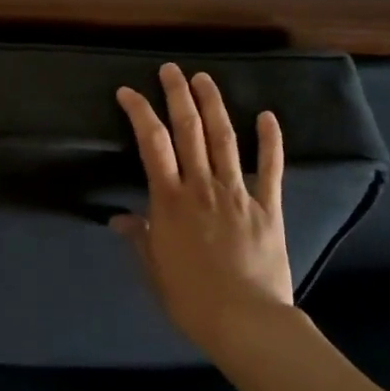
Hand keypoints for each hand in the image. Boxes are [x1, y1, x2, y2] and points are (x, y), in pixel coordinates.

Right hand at [112, 63, 291, 348]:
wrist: (246, 321)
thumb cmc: (191, 298)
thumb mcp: (154, 268)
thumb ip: (138, 236)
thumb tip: (118, 218)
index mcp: (170, 199)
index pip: (151, 143)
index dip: (139, 112)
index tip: (128, 92)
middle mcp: (201, 185)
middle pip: (189, 129)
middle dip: (177, 95)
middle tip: (170, 69)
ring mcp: (237, 192)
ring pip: (224, 138)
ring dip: (214, 105)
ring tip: (204, 78)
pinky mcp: (268, 206)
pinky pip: (271, 167)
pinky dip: (270, 140)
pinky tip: (267, 116)